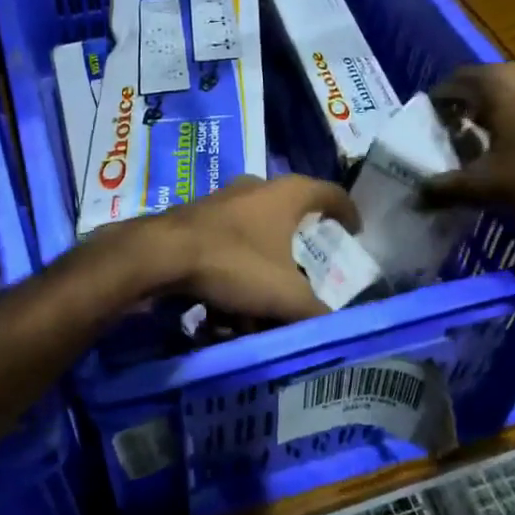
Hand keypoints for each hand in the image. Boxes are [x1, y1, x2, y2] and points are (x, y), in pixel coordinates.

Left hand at [112, 175, 359, 323]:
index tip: (355, 231)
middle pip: (287, 222)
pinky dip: (230, 281)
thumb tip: (331, 325)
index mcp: (285, 195)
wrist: (159, 256)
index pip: (330, 193)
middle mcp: (254, 189)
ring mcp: (220, 203)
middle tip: (301, 281)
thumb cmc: (234, 263)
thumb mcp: (285, 296)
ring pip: (252, 243)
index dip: (347, 211)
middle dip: (294, 258)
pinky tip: (221, 315)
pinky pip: (224, 252)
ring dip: (258, 279)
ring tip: (254, 317)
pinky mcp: (193, 222)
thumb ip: (315, 312)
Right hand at [425, 63, 514, 225]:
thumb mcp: (488, 188)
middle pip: (488, 84)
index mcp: (499, 83)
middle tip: (461, 138)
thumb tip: (416, 195)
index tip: (430, 126)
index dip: (437, 103)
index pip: (453, 81)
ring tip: (501, 146)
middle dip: (471, 108)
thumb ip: (446, 189)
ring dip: (507, 113)